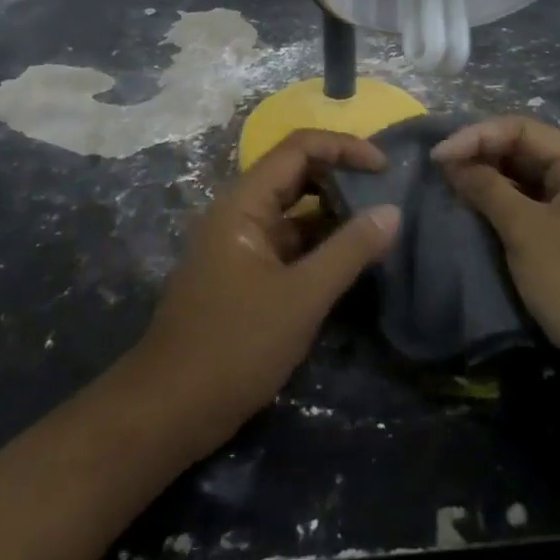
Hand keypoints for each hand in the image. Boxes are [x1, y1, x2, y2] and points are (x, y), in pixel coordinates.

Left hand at [129, 130, 400, 458]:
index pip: (299, 148)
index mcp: (244, 202)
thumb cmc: (234, 346)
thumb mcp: (302, 298)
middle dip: (342, 176)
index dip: (344, 147)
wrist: (167, 412)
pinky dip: (319, 244)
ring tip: (378, 224)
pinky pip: (288, 243)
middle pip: (296, 174)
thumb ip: (349, 251)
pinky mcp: (244, 275)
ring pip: (294, 211)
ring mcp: (240, 244)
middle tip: (387, 193)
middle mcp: (239, 212)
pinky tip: (350, 261)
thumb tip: (392, 211)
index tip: (385, 167)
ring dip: (333, 213)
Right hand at [433, 116, 559, 389]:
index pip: (519, 129)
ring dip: (489, 184)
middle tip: (439, 174)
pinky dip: (504, 208)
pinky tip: (476, 217)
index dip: (475, 137)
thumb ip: (486, 189)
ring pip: (526, 181)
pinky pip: (533, 208)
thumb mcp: (526, 231)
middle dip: (480, 157)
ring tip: (451, 192)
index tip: (436, 159)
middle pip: (523, 150)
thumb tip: (451, 162)